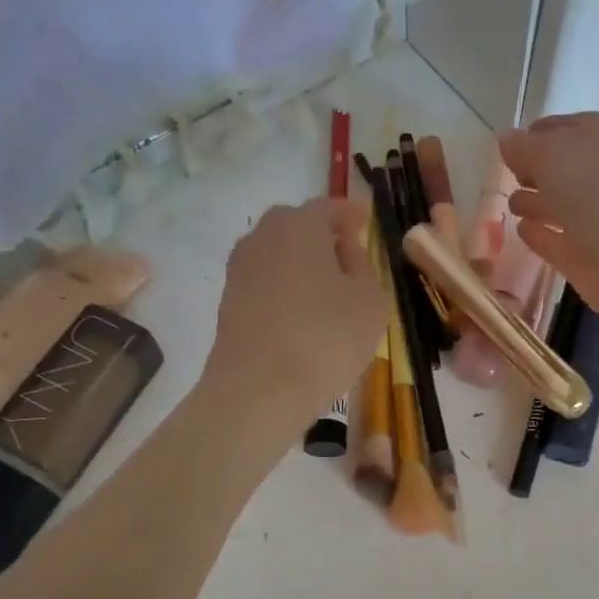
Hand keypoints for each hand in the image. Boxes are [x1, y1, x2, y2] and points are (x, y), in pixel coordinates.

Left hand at [203, 198, 386, 426]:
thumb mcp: (369, 300)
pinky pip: (265, 281)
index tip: (366, 221)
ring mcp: (240, 269)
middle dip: (323, 235)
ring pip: (278, 253)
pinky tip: (302, 312)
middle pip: (297, 225)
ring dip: (302, 262)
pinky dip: (285, 286)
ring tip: (327, 288)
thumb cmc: (326, 339)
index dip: (351, 214)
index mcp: (300, 225)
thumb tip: (345, 249)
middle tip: (347, 255)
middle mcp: (263, 237)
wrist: (259, 391)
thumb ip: (362, 265)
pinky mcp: (229, 301)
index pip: (329, 207)